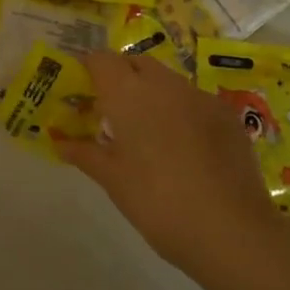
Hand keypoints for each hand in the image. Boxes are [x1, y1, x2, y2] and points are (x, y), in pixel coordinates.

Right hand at [59, 52, 278, 275]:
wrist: (231, 230)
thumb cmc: (157, 202)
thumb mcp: (113, 180)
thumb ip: (85, 153)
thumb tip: (59, 142)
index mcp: (129, 93)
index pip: (102, 60)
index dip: (88, 69)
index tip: (81, 90)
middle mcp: (165, 84)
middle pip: (136, 63)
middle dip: (121, 77)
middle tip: (110, 111)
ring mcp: (201, 97)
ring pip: (168, 81)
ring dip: (152, 94)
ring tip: (146, 132)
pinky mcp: (228, 115)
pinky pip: (195, 101)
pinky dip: (182, 112)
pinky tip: (184, 148)